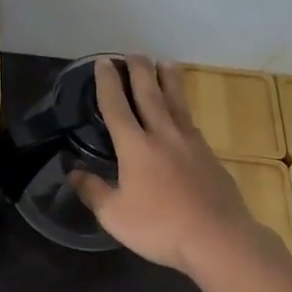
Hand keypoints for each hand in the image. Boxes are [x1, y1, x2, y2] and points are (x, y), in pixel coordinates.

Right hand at [68, 56, 265, 275]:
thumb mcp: (114, 215)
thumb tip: (73, 173)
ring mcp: (190, 144)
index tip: (103, 62)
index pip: (116, 107)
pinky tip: (182, 110)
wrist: (218, 239)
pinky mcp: (209, 156)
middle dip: (139, 71)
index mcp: (135, 147)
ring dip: (168, 81)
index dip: (107, 83)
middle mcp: (163, 136)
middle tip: (134, 52)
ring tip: (165, 63)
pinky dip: (182, 106)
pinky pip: (190, 121)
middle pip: (149, 95)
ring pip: (176, 103)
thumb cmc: (159, 227)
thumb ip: (93, 191)